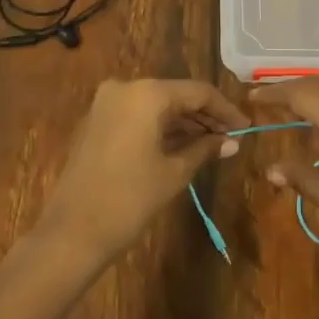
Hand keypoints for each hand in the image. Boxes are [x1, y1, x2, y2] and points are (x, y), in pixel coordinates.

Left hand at [40, 79, 249, 263]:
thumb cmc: (130, 199)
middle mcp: (125, 87)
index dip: (225, 109)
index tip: (247, 128)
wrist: (72, 231)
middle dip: (204, 116)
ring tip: (213, 144)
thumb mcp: (174, 172)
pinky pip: (138, 114)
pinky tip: (183, 145)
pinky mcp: (97, 120)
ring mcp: (107, 103)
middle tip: (231, 138)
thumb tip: (232, 142)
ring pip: (156, 105)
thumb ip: (205, 149)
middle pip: (176, 95)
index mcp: (147, 93)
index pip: (197, 92)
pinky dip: (161, 127)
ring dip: (184, 122)